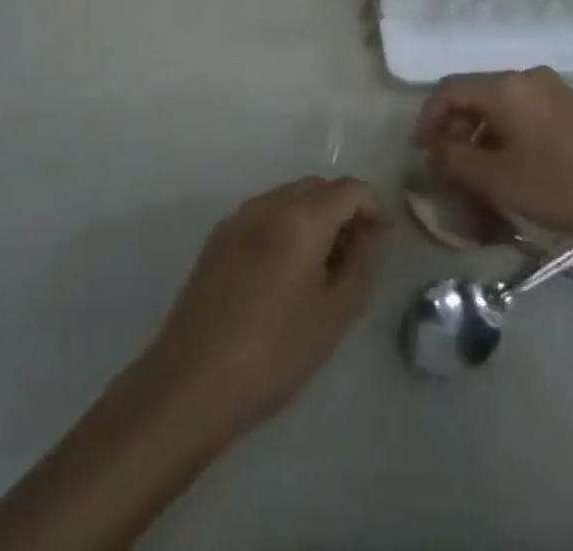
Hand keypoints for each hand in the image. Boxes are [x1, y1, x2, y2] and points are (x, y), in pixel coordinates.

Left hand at [137, 177, 385, 441]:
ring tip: (321, 267)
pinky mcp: (217, 238)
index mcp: (301, 217)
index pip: (349, 189)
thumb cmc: (273, 353)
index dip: (373, 207)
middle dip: (343, 210)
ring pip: (289, 198)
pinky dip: (285, 226)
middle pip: (318, 187)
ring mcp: (238, 218)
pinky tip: (284, 273)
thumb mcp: (333, 315)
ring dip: (314, 217)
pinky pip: (264, 215)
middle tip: (355, 255)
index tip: (382, 241)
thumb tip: (372, 233)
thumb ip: (361, 264)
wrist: (190, 385)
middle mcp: (269, 204)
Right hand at [411, 67, 572, 246]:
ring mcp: (551, 87)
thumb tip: (434, 149)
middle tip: (446, 162)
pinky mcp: (569, 103)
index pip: (449, 89)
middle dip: (453, 126)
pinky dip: (504, 128)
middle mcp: (526, 76)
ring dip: (479, 130)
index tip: (420, 151)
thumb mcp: (497, 180)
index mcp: (505, 87)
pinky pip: (522, 107)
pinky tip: (509, 160)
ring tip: (476, 167)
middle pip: (474, 92)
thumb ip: (454, 160)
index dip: (428, 118)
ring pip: (499, 101)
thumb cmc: (558, 186)